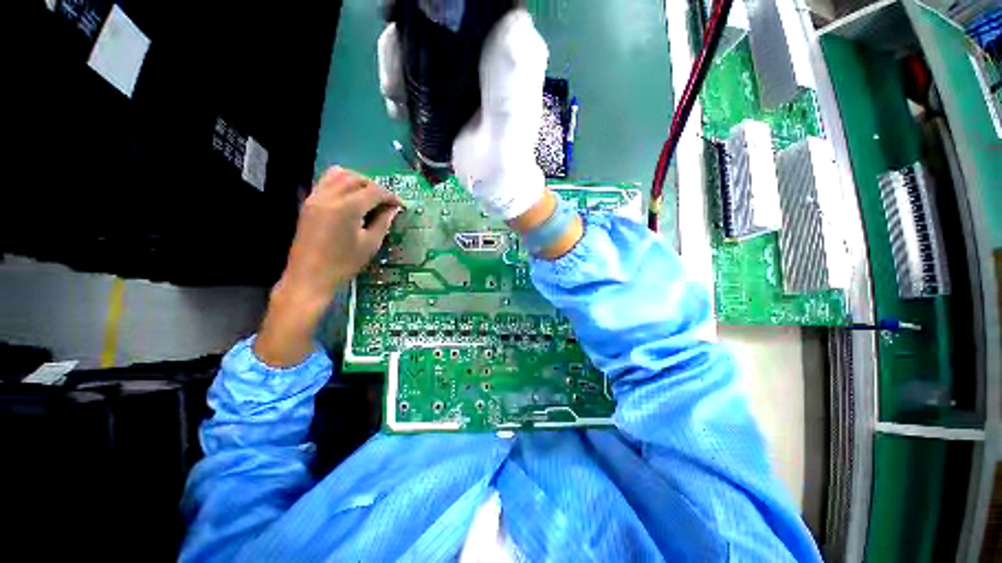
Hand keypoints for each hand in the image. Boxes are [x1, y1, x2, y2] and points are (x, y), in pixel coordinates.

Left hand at [255, 167, 401, 366]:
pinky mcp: (307, 207)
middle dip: (376, 187)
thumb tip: (393, 211)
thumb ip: (382, 224)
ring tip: (372, 201)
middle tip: (389, 203)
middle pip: (356, 177)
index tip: (404, 206)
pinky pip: (327, 186)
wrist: (303, 284)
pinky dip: (344, 189)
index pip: (375, 192)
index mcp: (345, 208)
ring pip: (338, 175)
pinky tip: (354, 206)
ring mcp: (313, 200)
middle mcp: (326, 197)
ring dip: (358, 184)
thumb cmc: (341, 270)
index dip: (392, 197)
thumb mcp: (370, 248)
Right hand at [378, 10, 548, 219]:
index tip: (401, 14)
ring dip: (397, 62)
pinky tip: (397, 105)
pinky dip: (400, 80)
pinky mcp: (450, 87)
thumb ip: (508, 78)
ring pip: (422, 40)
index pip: (473, 5)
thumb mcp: (508, 122)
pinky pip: (418, 67)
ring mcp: (466, 69)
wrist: (492, 185)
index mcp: (510, 48)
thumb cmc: (503, 161)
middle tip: (393, 70)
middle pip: (438, 18)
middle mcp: (487, 49)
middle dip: (406, 34)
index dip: (437, 3)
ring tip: (394, 99)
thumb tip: (507, 17)